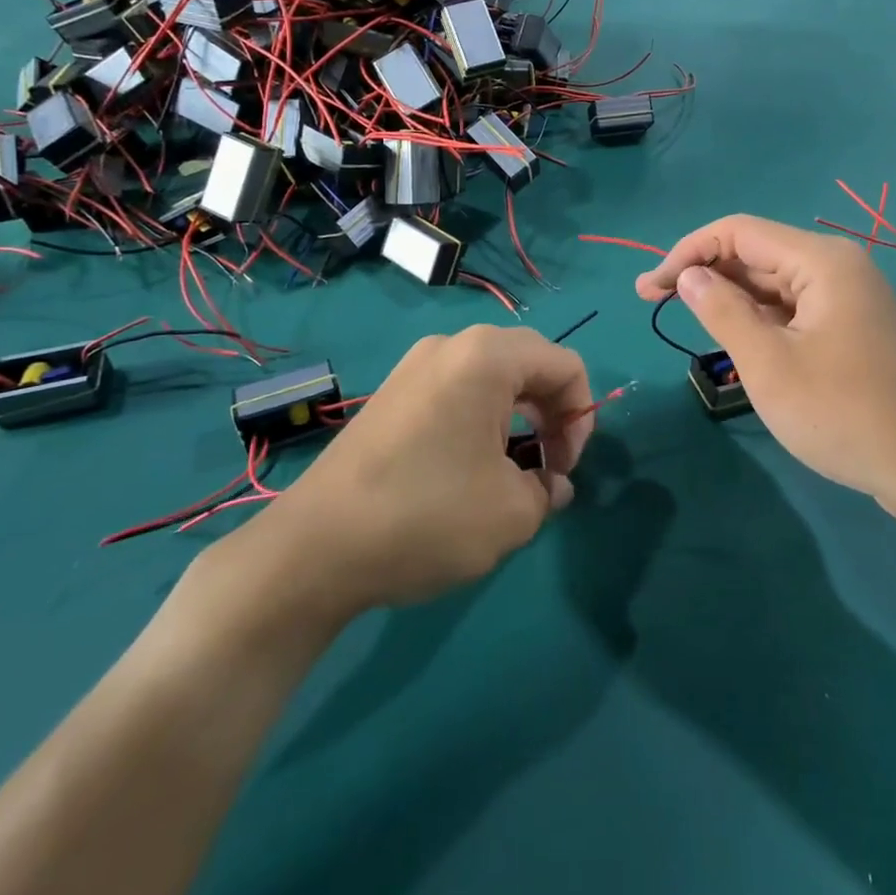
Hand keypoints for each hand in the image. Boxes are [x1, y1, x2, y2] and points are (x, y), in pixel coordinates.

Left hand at [195, 326, 594, 631]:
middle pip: (529, 363)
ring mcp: (415, 366)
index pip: (564, 365)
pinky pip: (456, 390)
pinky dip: (481, 420)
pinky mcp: (392, 393)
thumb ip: (548, 490)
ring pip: (492, 378)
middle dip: (552, 413)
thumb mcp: (510, 514)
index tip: (566, 469)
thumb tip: (551, 485)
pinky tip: (468, 468)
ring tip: (510, 472)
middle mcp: (451, 346)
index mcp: (487, 357)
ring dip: (517, 418)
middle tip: (548, 468)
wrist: (314, 548)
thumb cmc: (426, 516)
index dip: (582, 417)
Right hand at [636, 215, 895, 507]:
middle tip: (652, 300)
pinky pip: (794, 307)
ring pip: (774, 282)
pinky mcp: (853, 325)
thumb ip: (722, 312)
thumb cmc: (844, 415)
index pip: (738, 232)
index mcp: (821, 262)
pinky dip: (758, 316)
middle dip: (703, 272)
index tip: (648, 287)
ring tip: (684, 315)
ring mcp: (850, 296)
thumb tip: (688, 276)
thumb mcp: (769, 365)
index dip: (686, 252)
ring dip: (728, 295)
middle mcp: (838, 266)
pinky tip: (733, 333)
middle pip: (756, 253)